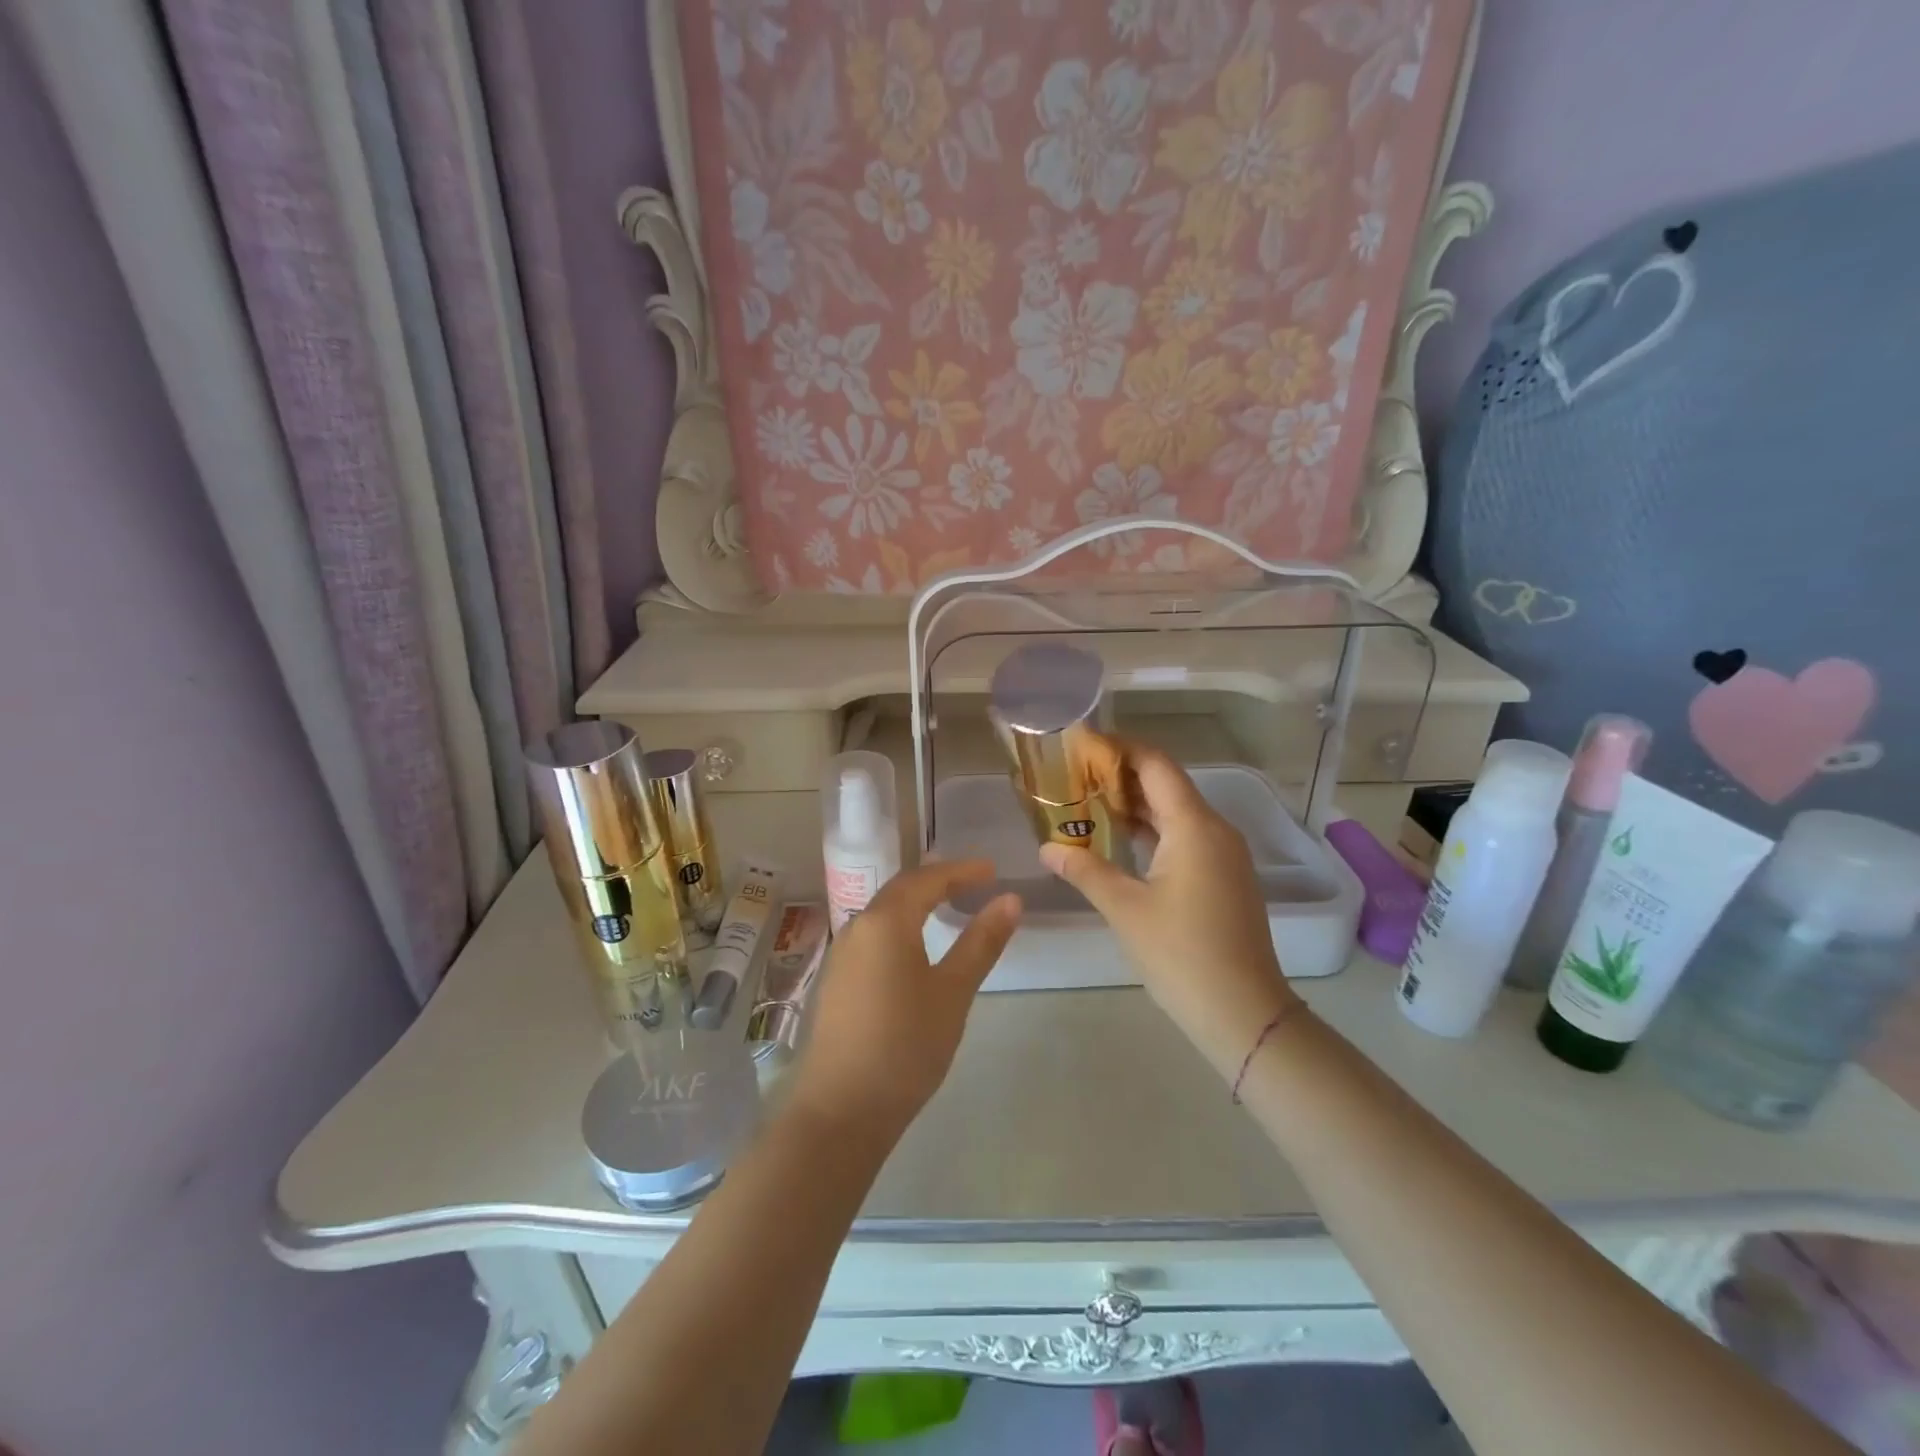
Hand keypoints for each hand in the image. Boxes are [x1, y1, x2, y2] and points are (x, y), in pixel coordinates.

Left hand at [788, 861, 1019, 1136]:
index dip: (961, 871)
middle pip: (901, 889)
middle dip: (937, 880)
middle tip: (973, 882)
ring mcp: (842, 954)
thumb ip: (981, 942)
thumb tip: (1010, 900)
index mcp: (886, 921)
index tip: (992, 871)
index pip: (927, 879)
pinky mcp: (837, 980)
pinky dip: (900, 925)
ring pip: (884, 912)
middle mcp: (858, 927)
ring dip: (916, 902)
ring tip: (948, 905)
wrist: (841, 1109)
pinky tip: (914, 945)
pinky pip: (873, 935)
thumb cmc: (906, 1045)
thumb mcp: (953, 992)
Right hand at [1040, 746, 1301, 1078]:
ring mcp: (1223, 854)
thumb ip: (1085, 870)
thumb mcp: (1125, 909)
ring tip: (1086, 800)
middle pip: (1165, 784)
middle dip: (1120, 775)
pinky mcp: (1223, 876)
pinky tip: (1119, 839)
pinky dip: (1151, 830)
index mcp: (1194, 825)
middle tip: (1073, 774)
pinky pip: (1184, 836)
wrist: (1244, 1013)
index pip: (1155, 764)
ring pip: (1175, 812)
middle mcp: (1214, 829)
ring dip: (1134, 804)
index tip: (1081, 744)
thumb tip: (1047, 847)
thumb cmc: (1181, 954)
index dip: (1119, 748)